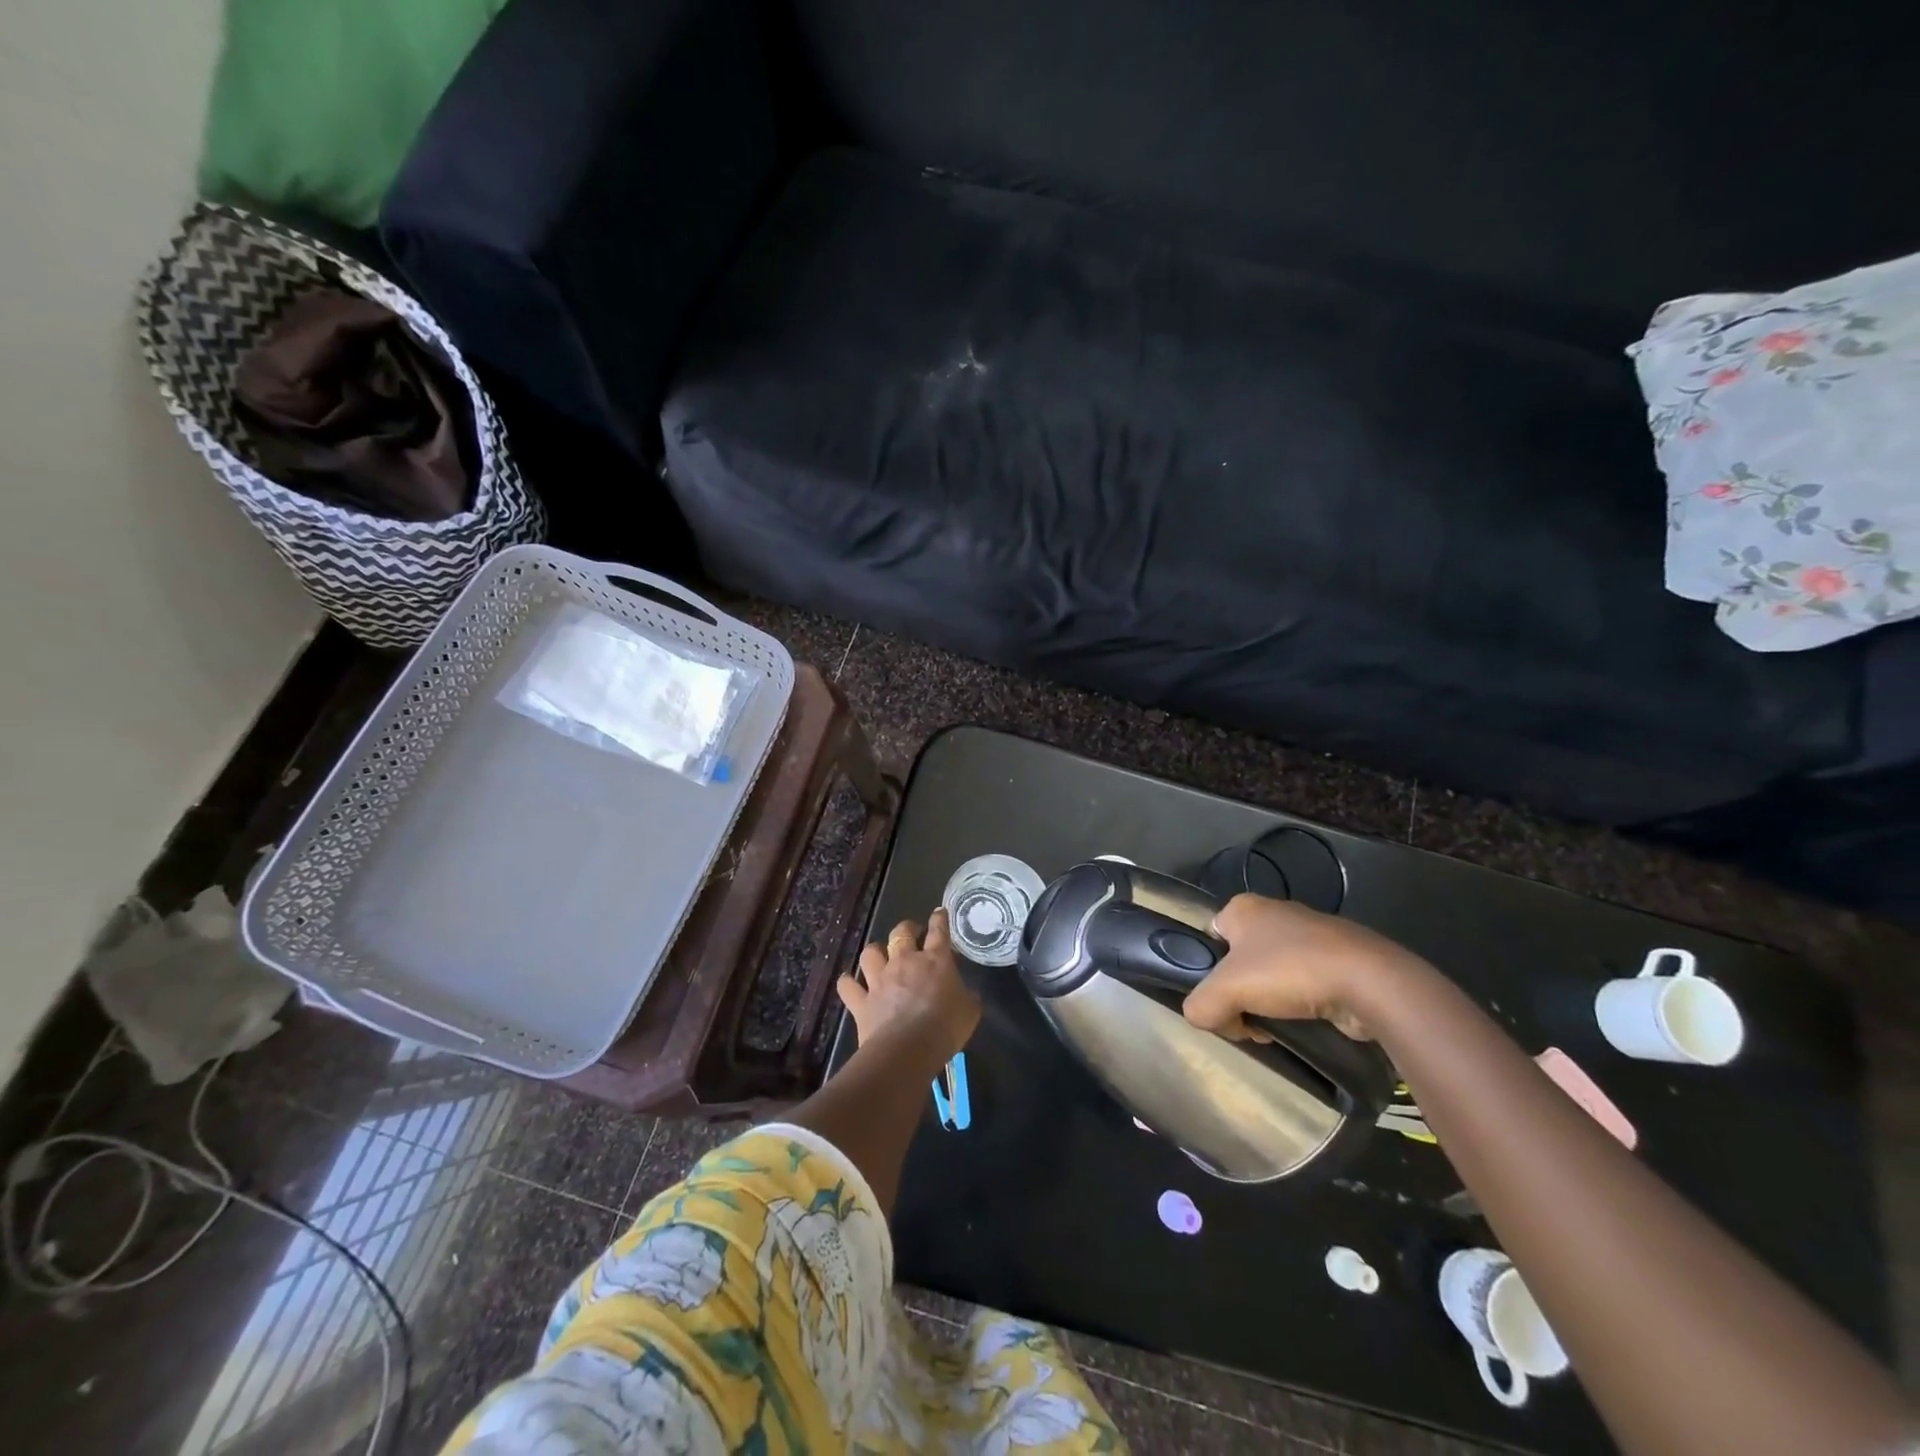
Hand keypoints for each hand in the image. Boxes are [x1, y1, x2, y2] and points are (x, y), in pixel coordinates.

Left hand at [840, 909, 980, 1059]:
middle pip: (901, 932)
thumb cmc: (946, 1028)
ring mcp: (879, 979)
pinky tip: (850, 983)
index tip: (939, 913)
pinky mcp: (861, 1000)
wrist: (908, 1050)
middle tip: (912, 933)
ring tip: (880, 956)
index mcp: (935, 960)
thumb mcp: (970, 1010)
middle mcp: (904, 961)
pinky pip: (848, 985)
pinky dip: (848, 982)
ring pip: (870, 952)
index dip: (939, 919)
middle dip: (907, 928)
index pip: (938, 931)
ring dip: (875, 951)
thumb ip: (967, 996)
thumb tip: (965, 993)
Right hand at [1183, 894, 1427, 1042]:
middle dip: (1241, 994)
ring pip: (1272, 975)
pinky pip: (1304, 983)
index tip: (1221, 1000)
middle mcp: (1274, 911)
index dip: (1208, 973)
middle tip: (1248, 1020)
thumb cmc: (1289, 972)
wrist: (1369, 982)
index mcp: (1243, 907)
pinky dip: (1301, 1004)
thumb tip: (1204, 1017)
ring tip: (1279, 1026)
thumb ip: (1200, 1005)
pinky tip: (1307, 1022)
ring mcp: (1310, 934)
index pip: (1208, 939)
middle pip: (1239, 961)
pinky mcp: (1338, 958)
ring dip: (1270, 1004)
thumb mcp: (1225, 991)